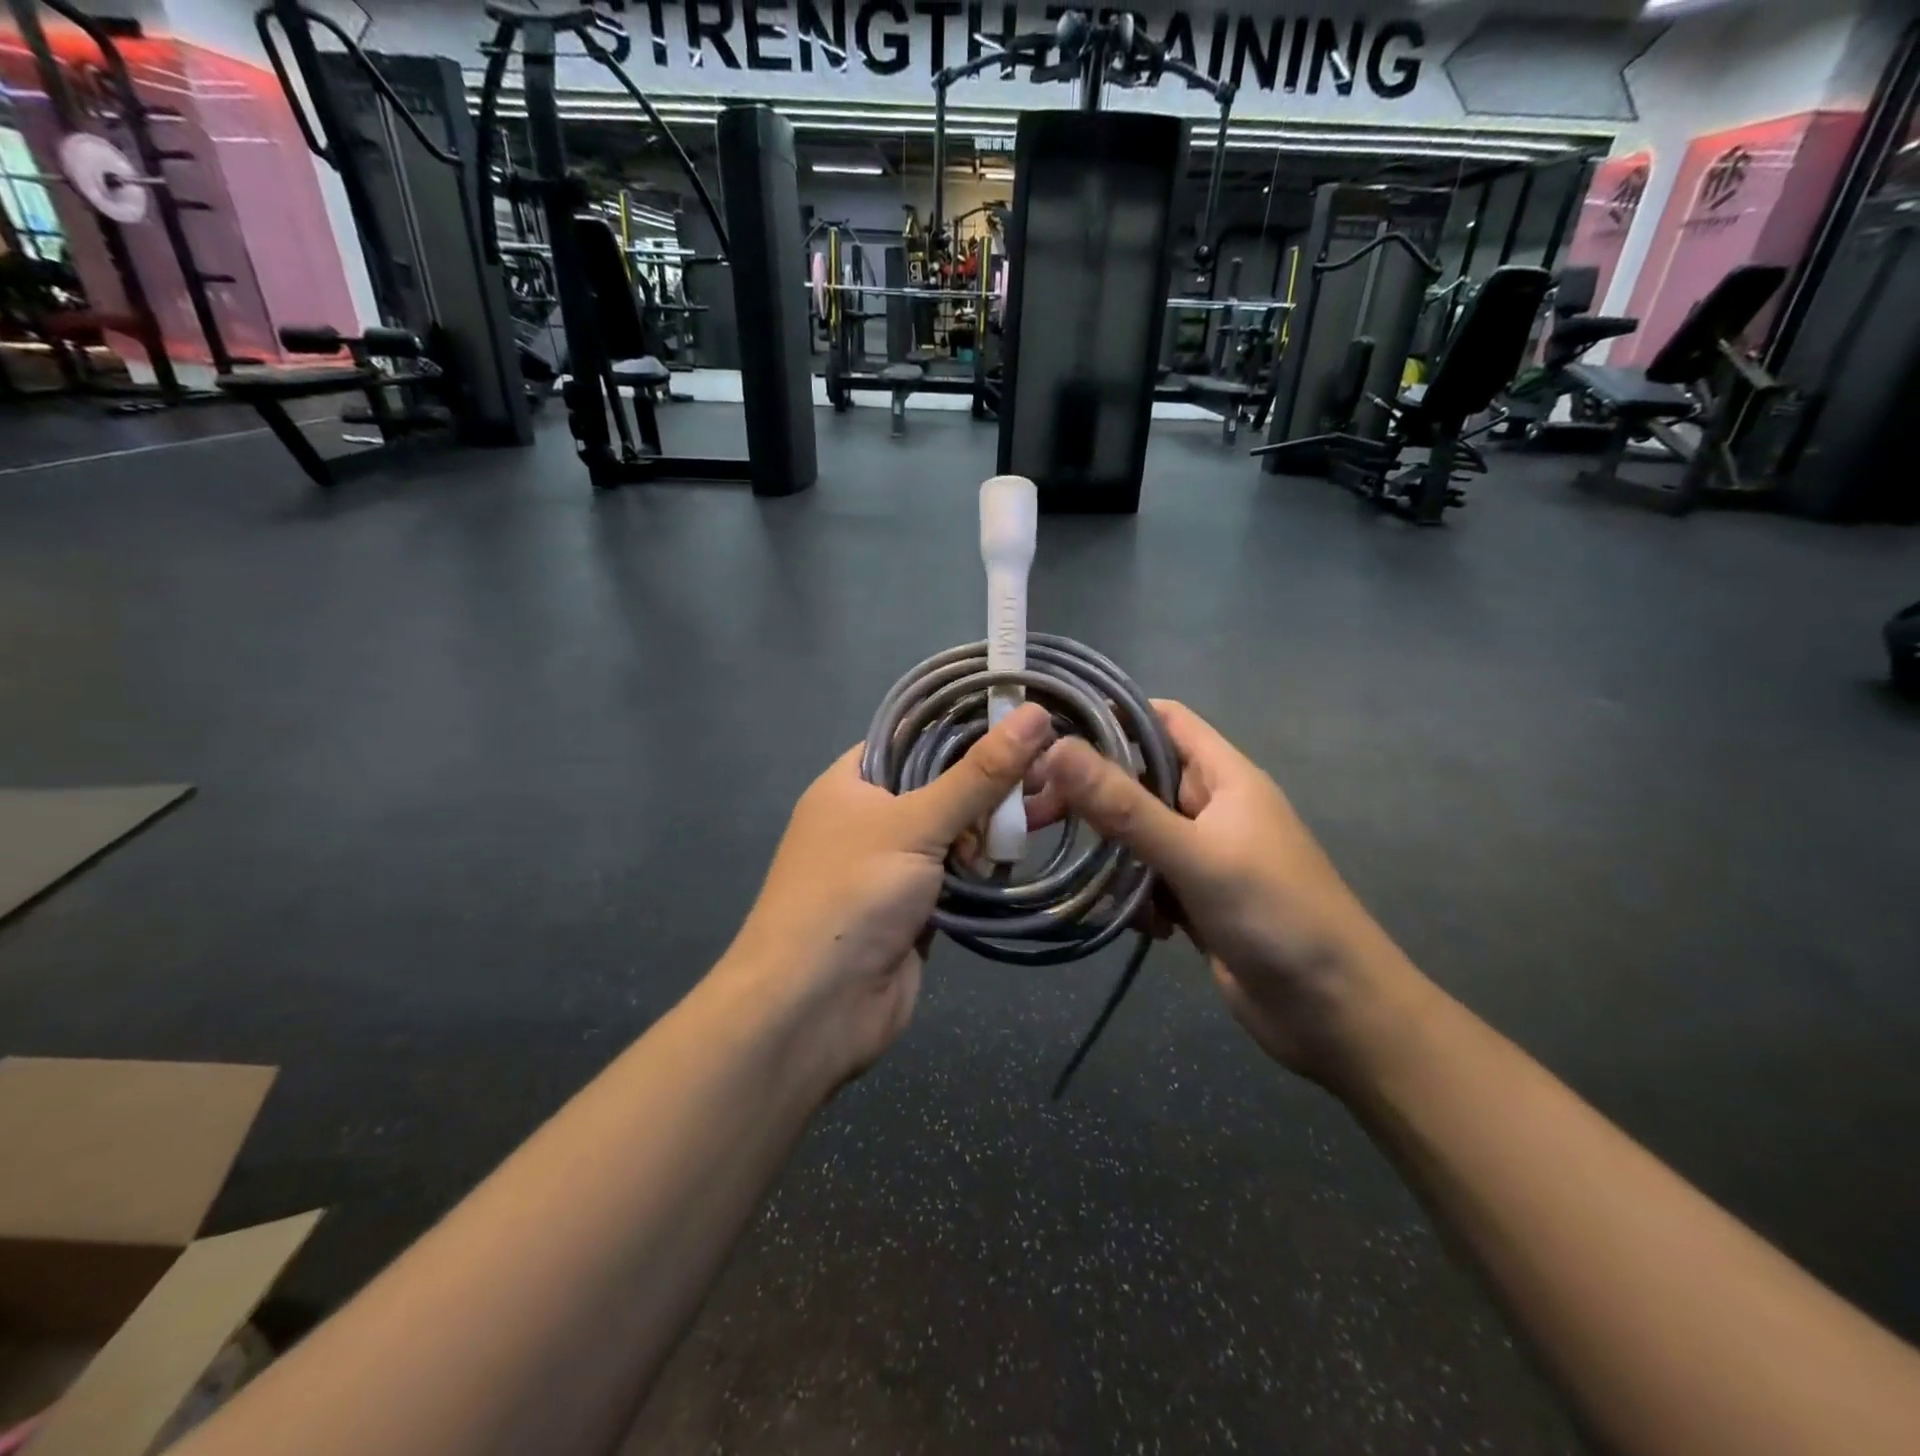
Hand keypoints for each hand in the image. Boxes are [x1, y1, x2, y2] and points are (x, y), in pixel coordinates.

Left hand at [719, 703, 1054, 1089]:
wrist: (814, 1008)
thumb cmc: (851, 895)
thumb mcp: (915, 823)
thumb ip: (978, 774)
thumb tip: (1034, 714)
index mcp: (852, 782)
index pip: (914, 737)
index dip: (965, 726)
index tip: (1024, 720)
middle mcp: (870, 818)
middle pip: (941, 785)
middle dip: (988, 785)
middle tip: (1045, 779)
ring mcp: (893, 866)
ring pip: (956, 832)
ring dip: (990, 831)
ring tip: (1038, 819)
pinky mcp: (916, 908)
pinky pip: (959, 876)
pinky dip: (984, 871)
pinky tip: (1016, 860)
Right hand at [1033, 701, 1414, 1081]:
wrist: (1336, 1015)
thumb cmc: (1276, 915)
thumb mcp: (1196, 855)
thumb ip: (1125, 806)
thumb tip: (1057, 748)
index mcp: (1224, 777)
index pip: (1162, 721)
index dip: (1111, 716)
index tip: (1050, 730)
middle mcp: (1211, 808)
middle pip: (1139, 779)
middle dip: (1093, 793)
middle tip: (1037, 811)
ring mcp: (1203, 856)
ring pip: (1136, 835)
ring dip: (1110, 853)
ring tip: (1078, 873)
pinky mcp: (1195, 901)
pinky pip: (1146, 881)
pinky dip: (1131, 896)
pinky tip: (1134, 924)